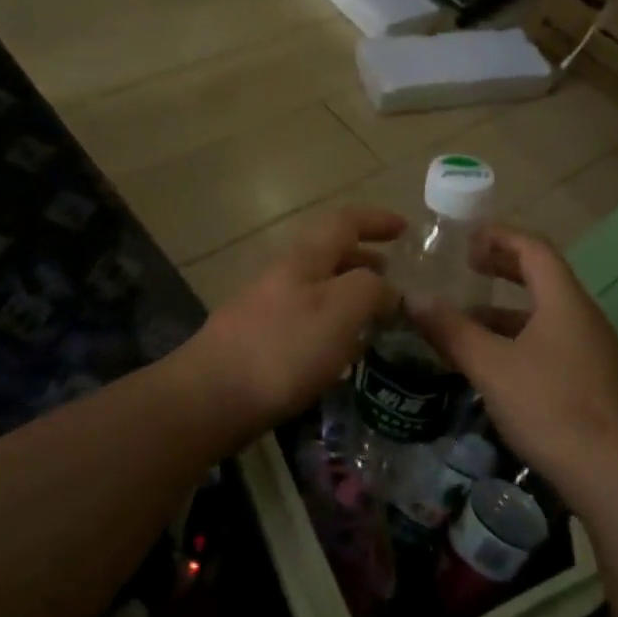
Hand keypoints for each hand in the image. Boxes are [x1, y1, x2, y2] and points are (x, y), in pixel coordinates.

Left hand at [179, 206, 404, 439]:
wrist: (212, 396)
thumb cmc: (283, 348)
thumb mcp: (341, 310)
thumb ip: (371, 289)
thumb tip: (387, 289)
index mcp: (304, 257)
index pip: (344, 222)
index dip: (376, 220)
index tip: (405, 228)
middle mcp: (283, 273)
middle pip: (328, 252)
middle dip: (363, 257)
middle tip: (393, 273)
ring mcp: (266, 305)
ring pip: (317, 285)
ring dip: (348, 290)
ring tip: (375, 314)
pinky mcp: (258, 338)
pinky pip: (305, 315)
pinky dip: (332, 319)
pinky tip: (341, 349)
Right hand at [406, 224, 617, 507]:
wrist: (613, 475)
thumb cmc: (550, 407)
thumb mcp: (490, 366)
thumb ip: (452, 330)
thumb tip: (414, 299)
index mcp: (564, 301)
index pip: (534, 249)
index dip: (500, 236)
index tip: (467, 236)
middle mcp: (583, 317)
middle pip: (542, 277)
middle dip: (502, 268)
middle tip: (466, 267)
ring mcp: (592, 351)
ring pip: (544, 315)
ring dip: (506, 310)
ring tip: (468, 321)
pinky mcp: (592, 381)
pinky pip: (551, 342)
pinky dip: (519, 338)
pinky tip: (495, 363)